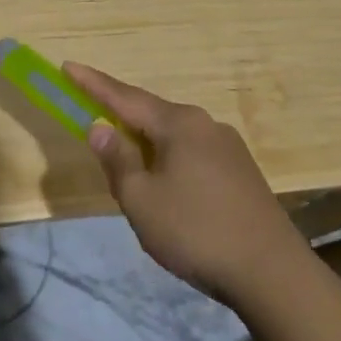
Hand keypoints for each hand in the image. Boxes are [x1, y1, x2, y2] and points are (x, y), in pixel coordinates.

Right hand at [63, 63, 304, 305]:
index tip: (67, 66)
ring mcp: (228, 147)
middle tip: (91, 117)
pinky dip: (167, 158)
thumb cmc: (196, 232)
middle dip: (120, 115)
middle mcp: (205, 124)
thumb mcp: (141, 200)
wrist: (273, 274)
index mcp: (179, 124)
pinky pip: (191, 153)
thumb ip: (117, 160)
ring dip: (145, 142)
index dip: (93, 83)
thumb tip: (101, 128)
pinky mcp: (241, 172)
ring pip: (173, 136)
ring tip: (125, 160)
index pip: (124, 97)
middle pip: (151, 114)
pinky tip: (164, 183)